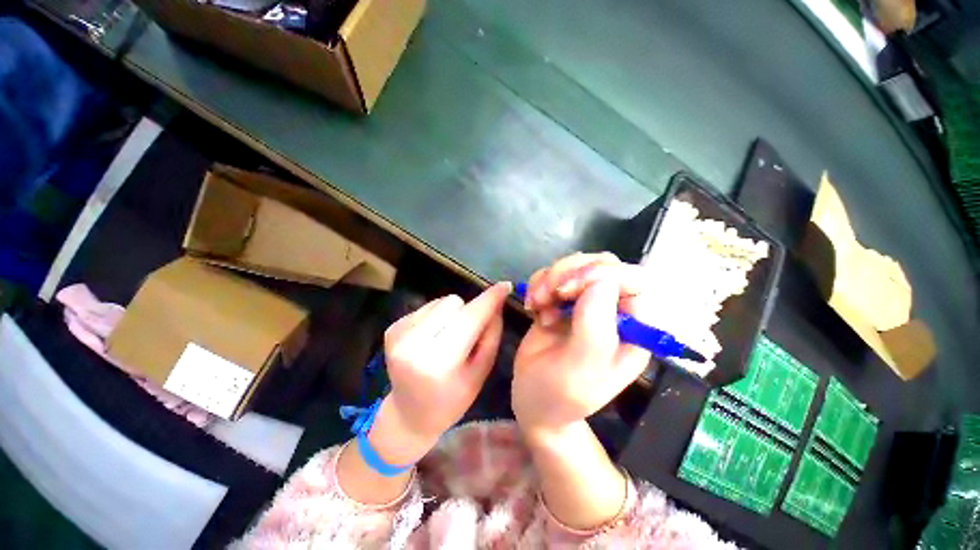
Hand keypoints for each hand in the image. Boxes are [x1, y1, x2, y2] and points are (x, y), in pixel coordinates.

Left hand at [383, 282, 510, 456]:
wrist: (409, 415)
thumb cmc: (452, 399)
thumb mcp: (481, 372)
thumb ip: (491, 334)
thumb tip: (497, 301)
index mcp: (439, 362)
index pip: (470, 318)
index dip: (489, 299)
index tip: (504, 286)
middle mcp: (414, 344)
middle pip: (454, 302)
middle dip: (467, 312)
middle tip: (467, 333)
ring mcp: (399, 335)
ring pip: (441, 301)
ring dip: (452, 313)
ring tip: (448, 337)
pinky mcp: (392, 328)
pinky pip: (427, 307)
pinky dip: (436, 317)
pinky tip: (432, 338)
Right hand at [513, 253, 650, 431]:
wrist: (532, 403)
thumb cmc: (558, 396)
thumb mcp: (579, 373)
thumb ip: (595, 331)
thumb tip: (602, 283)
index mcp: (633, 330)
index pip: (633, 280)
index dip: (601, 274)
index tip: (566, 291)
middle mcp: (613, 311)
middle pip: (602, 264)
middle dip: (569, 274)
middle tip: (548, 297)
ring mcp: (586, 303)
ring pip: (576, 264)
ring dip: (551, 278)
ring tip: (537, 304)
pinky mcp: (562, 300)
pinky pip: (553, 273)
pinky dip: (538, 282)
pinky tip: (533, 306)